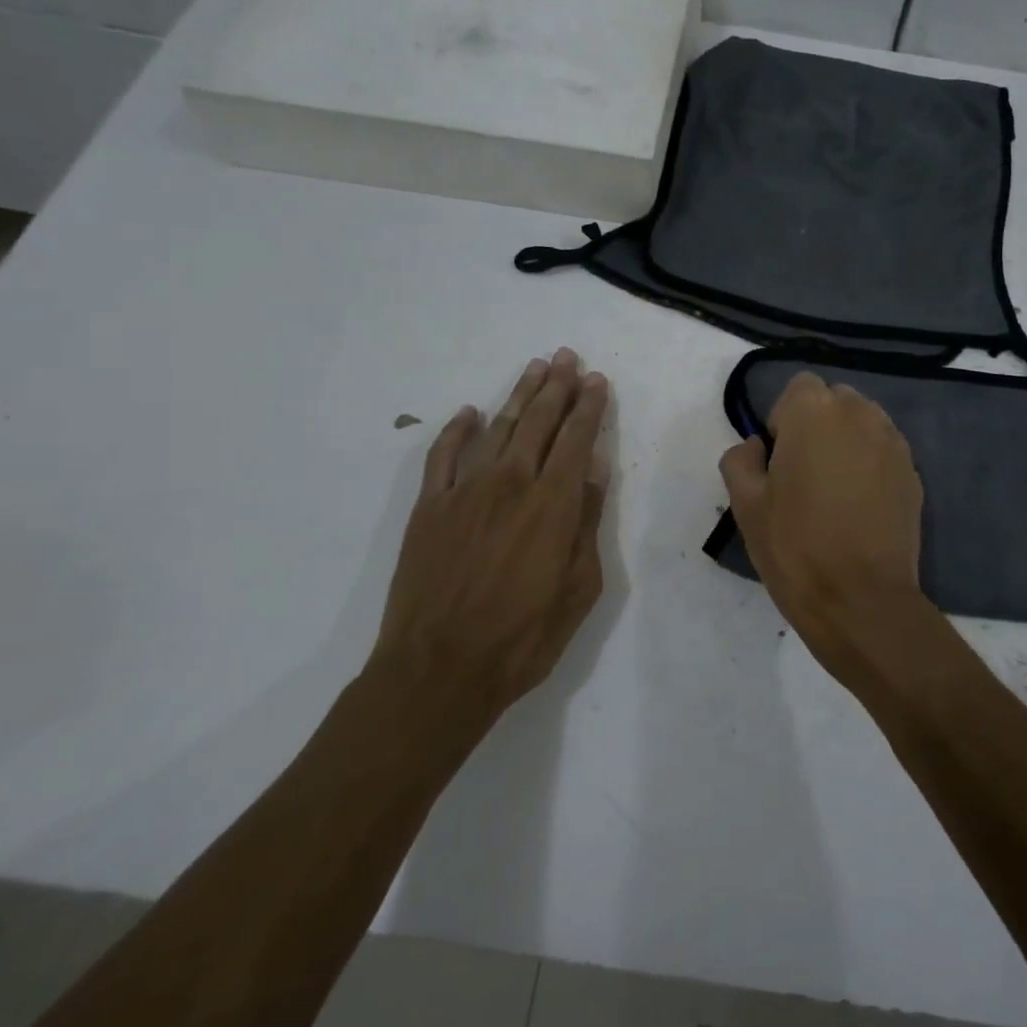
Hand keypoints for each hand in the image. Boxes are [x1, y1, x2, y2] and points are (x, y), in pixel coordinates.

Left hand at [370, 348, 611, 727]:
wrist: (438, 670)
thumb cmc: (523, 637)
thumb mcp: (578, 586)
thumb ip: (586, 521)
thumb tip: (593, 469)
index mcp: (553, 503)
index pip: (576, 439)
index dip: (589, 406)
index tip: (597, 380)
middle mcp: (510, 483)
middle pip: (538, 421)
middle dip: (556, 386)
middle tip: (567, 357)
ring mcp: (464, 491)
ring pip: (497, 428)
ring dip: (518, 395)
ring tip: (534, 368)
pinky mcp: (429, 507)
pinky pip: (443, 455)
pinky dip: (457, 430)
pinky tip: (469, 413)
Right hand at [719, 372, 949, 694]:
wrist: (861, 599)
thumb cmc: (795, 546)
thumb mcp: (745, 503)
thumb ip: (741, 459)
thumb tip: (757, 447)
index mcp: (814, 412)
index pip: (798, 388)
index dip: (783, 419)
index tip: (778, 459)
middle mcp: (860, 414)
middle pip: (834, 400)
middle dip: (817, 424)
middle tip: (803, 473)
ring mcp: (893, 443)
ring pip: (863, 423)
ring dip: (846, 441)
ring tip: (834, 489)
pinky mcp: (914, 473)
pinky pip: (884, 451)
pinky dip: (870, 464)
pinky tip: (860, 506)